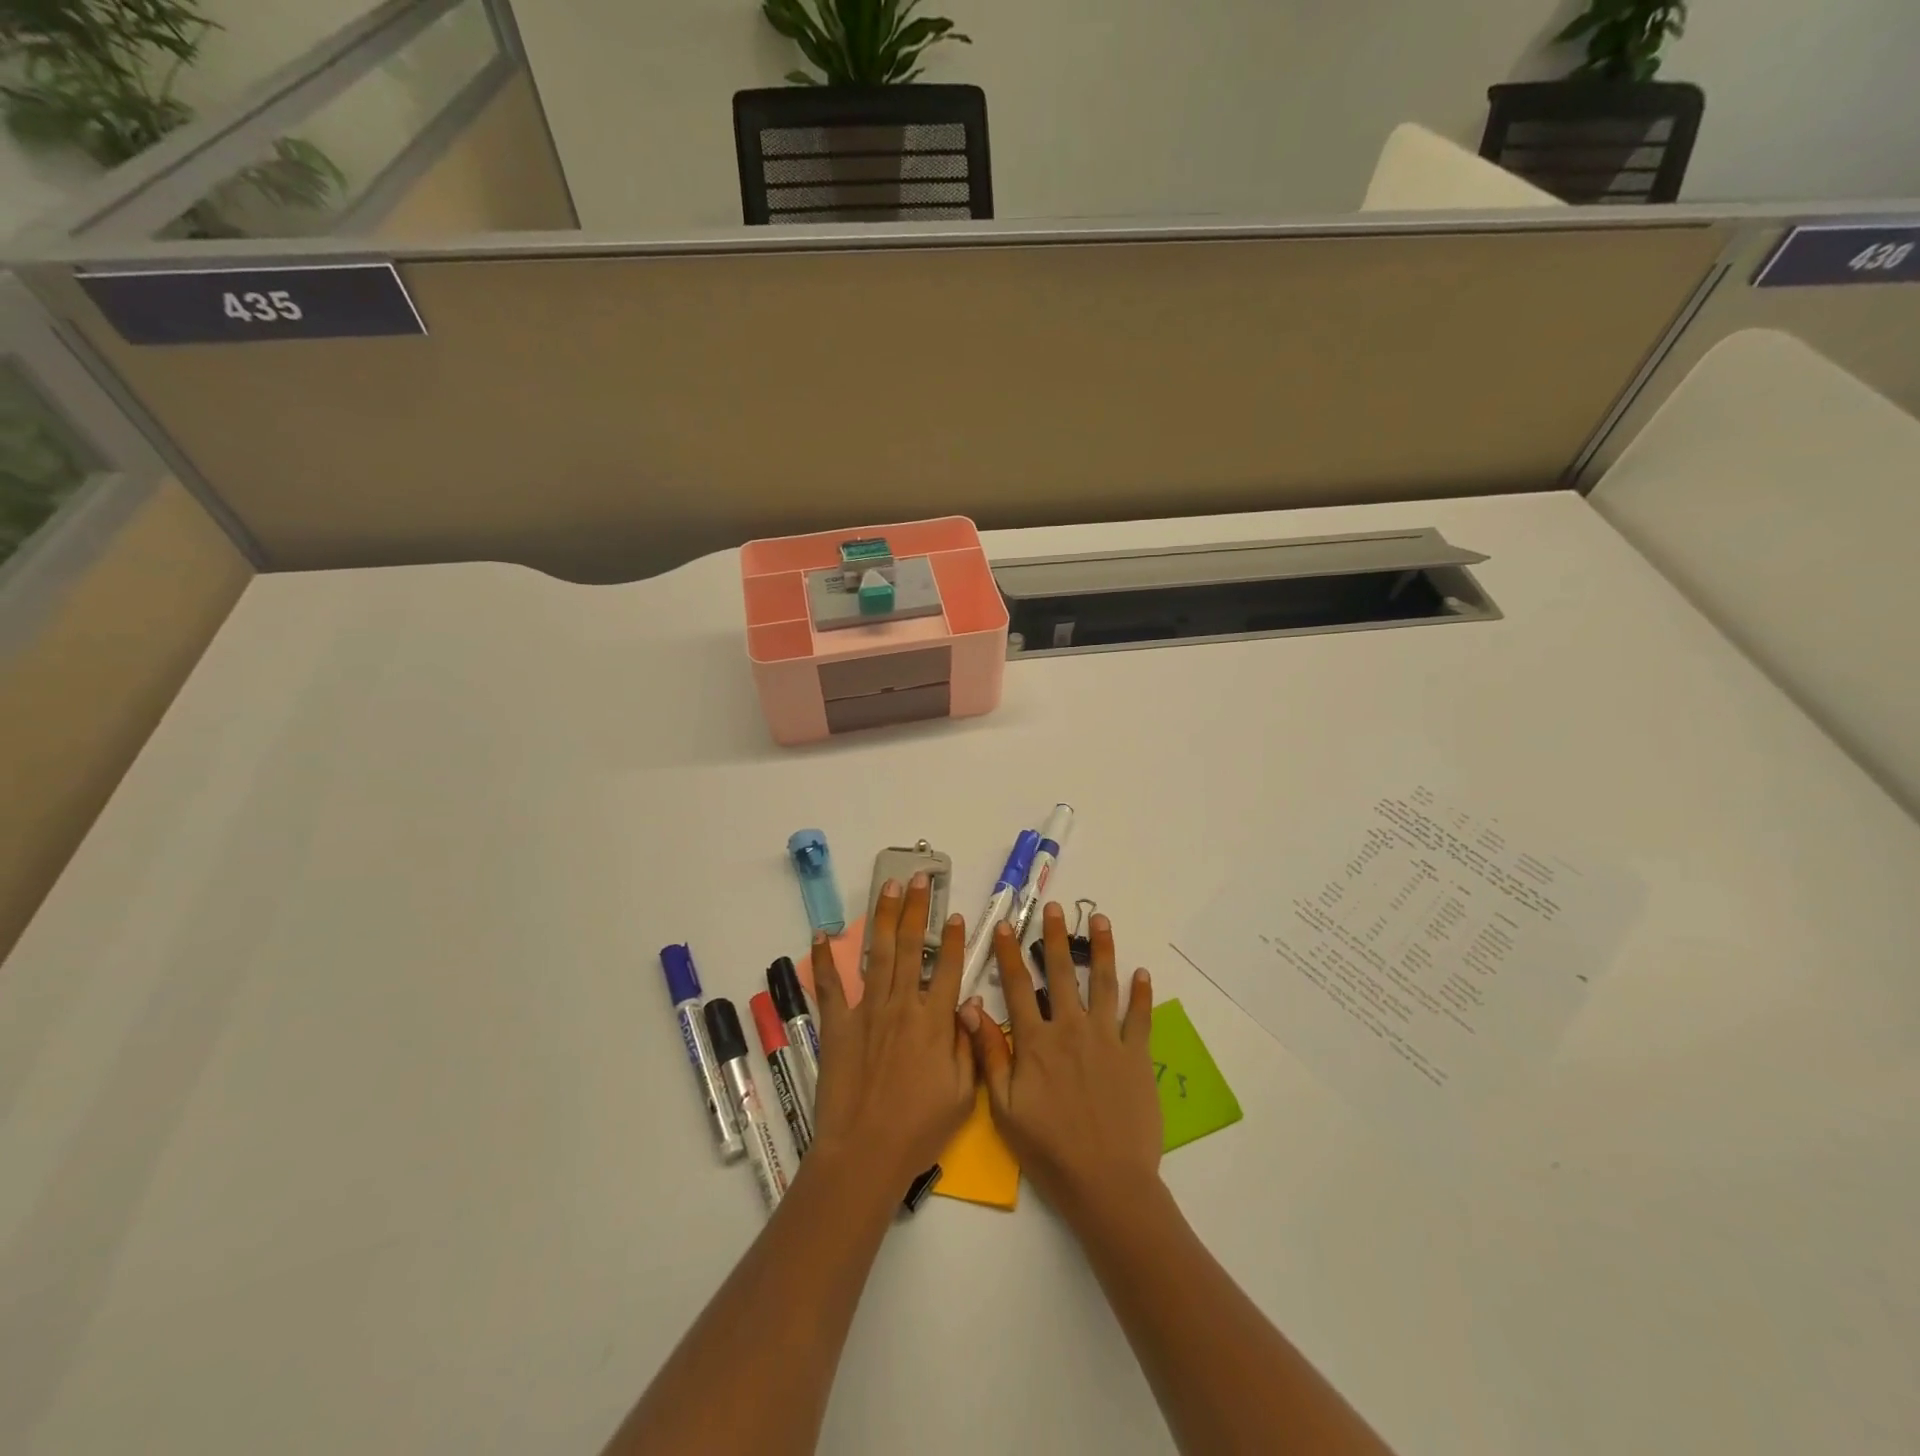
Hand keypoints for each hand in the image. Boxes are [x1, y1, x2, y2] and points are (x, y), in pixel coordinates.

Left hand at [808, 873, 976, 1195]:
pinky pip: (830, 985)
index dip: (954, 940)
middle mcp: (902, 1005)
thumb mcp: (963, 1094)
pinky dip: (824, 959)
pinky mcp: (837, 1024)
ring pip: (878, 954)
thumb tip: (970, 1005)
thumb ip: (968, 1044)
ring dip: (884, 918)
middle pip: (912, 948)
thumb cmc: (919, 1129)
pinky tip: (822, 933)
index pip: (949, 969)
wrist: (865, 1152)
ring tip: (889, 888)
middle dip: (918, 910)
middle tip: (920, 879)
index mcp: (935, 1021)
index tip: (956, 915)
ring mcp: (867, 1011)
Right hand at [960, 903, 1160, 1225]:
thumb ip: (990, 1055)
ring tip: (1101, 921)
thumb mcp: (1004, 1109)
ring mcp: (1107, 1040)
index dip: (1008, 953)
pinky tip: (1142, 973)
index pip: (1018, 986)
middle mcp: (1071, 1029)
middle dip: (1056, 937)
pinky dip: (1141, 995)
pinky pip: (1139, 1018)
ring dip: (1102, 950)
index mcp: (1036, 1042)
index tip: (1004, 925)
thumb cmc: (1049, 1150)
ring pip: (1104, 984)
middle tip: (1054, 908)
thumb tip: (970, 1009)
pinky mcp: (1136, 1056)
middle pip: (1063, 973)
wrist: (1107, 1183)